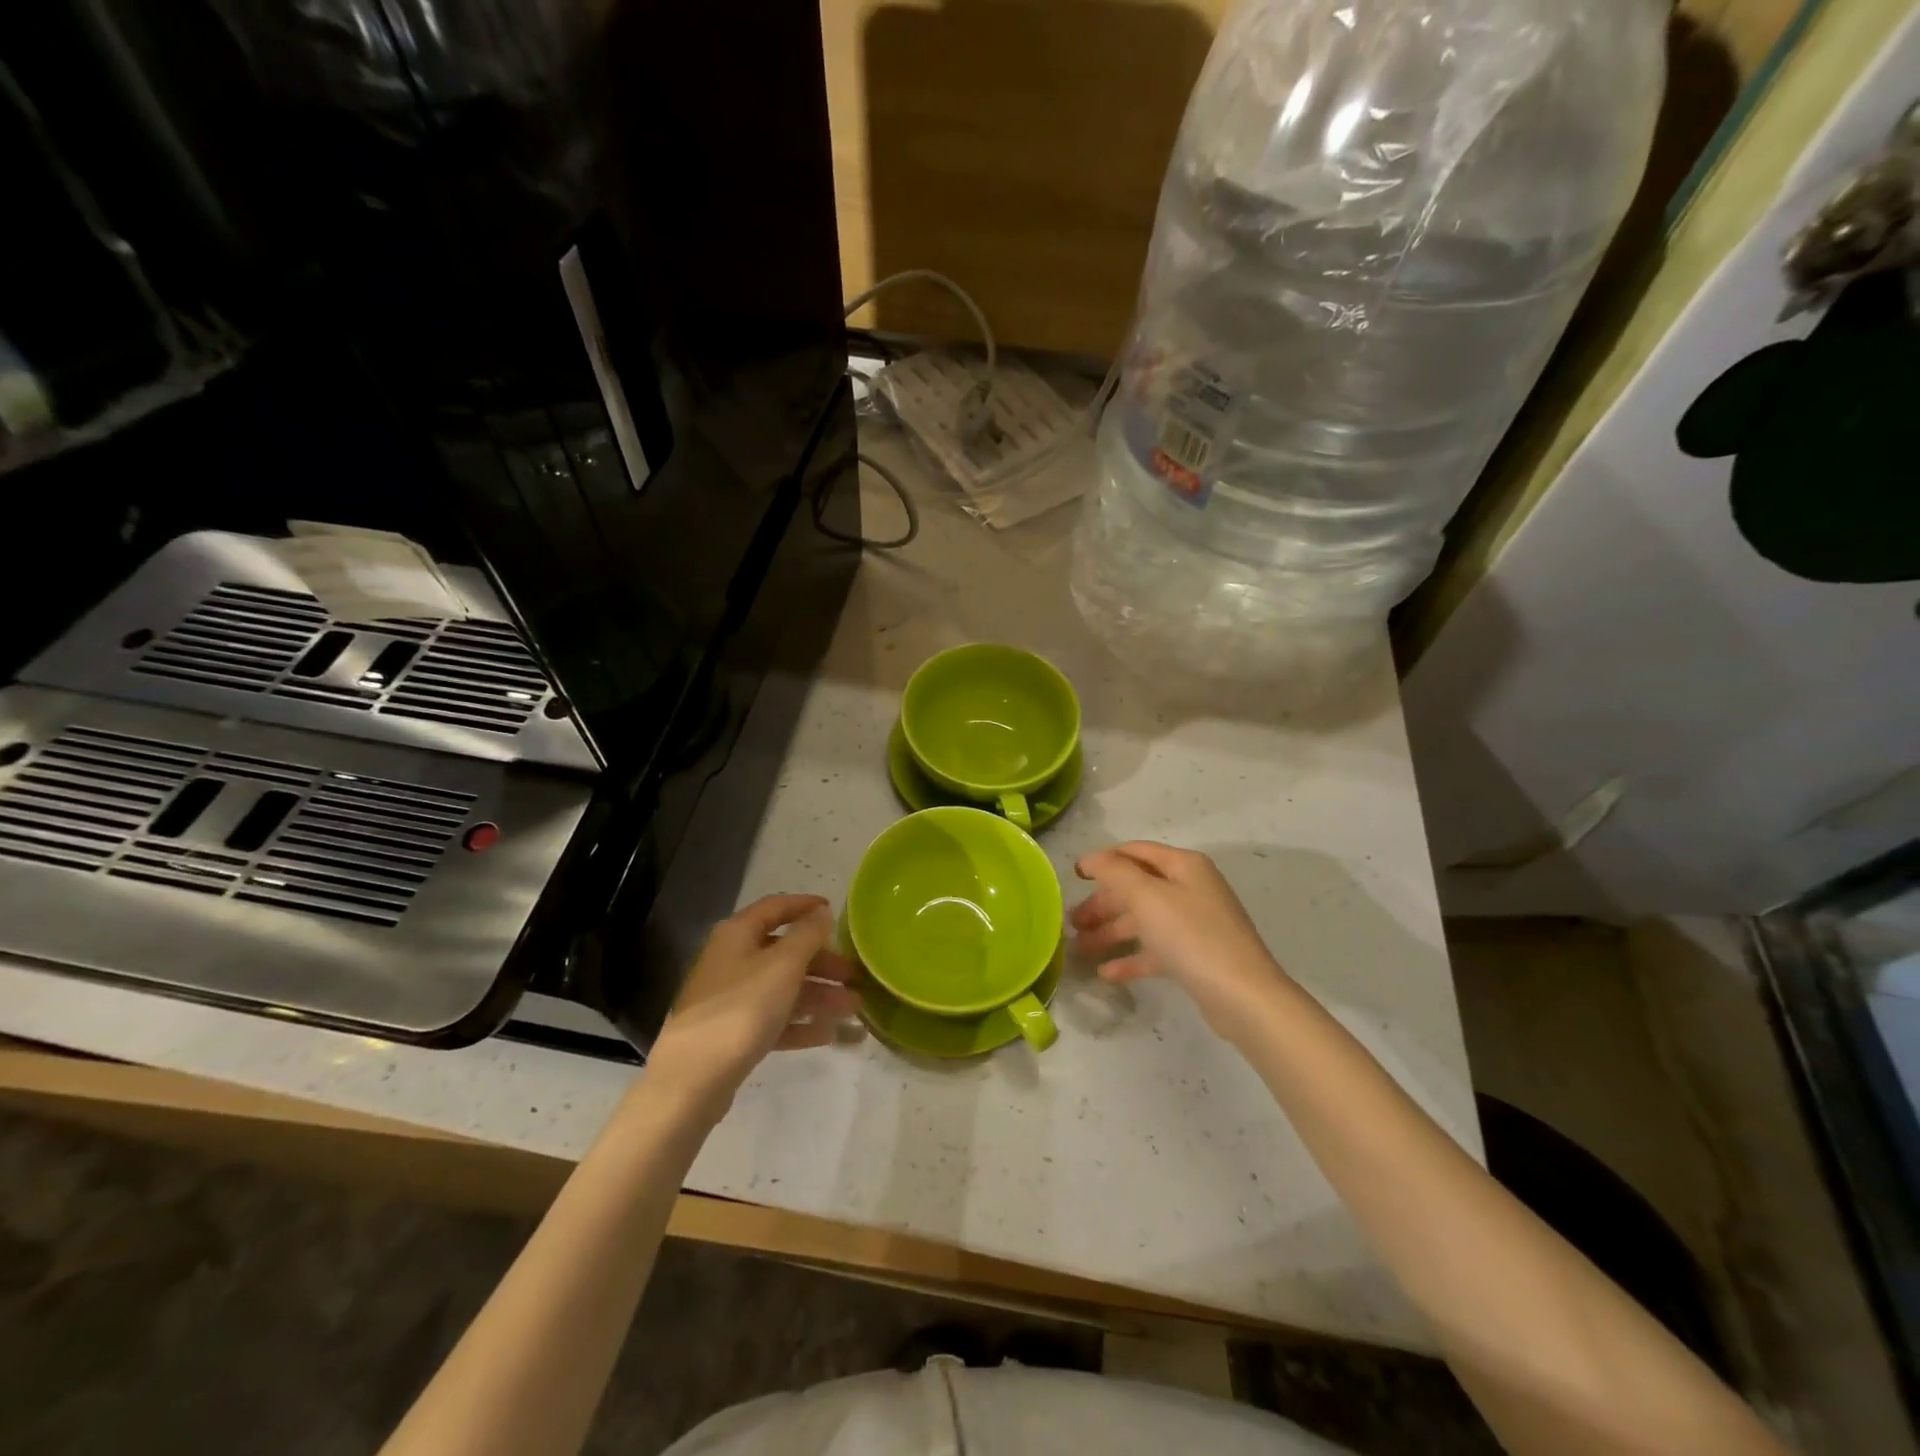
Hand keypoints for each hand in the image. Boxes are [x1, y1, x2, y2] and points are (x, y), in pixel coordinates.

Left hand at [645, 895, 860, 1117]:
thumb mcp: (783, 966)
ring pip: (783, 989)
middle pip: (784, 952)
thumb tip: (821, 912)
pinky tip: (828, 1034)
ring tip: (853, 1010)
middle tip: (854, 977)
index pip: (776, 907)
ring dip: (818, 996)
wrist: (692, 1079)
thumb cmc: (742, 1009)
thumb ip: (807, 935)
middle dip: (822, 964)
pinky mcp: (733, 1034)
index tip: (836, 912)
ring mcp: (731, 999)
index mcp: (738, 934)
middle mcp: (732, 960)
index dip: (806, 906)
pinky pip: (774, 1020)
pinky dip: (800, 1023)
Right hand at [1071, 842, 1288, 1041]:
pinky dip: (1131, 958)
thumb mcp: (1147, 896)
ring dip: (1111, 931)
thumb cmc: (1192, 936)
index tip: (1073, 876)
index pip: (1134, 851)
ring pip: (1143, 920)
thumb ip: (1114, 872)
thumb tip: (1091, 858)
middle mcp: (1191, 888)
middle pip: (1137, 888)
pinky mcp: (1196, 956)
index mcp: (1183, 866)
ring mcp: (1196, 923)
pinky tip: (1107, 972)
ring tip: (1080, 948)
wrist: (1243, 996)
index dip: (1103, 860)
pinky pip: (1156, 950)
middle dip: (1103, 902)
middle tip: (1073, 921)